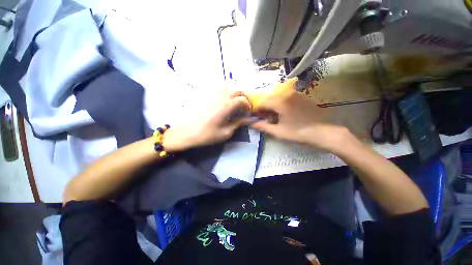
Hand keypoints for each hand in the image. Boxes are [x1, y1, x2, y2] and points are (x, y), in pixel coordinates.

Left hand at [163, 91, 250, 151]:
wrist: (187, 132)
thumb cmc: (207, 134)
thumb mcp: (226, 132)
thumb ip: (238, 123)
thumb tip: (248, 119)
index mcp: (227, 105)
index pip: (243, 100)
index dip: (248, 106)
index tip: (248, 113)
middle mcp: (221, 96)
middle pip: (237, 91)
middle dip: (243, 97)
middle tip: (244, 107)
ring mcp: (212, 94)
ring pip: (228, 88)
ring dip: (234, 95)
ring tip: (234, 104)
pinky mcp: (205, 95)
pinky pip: (218, 90)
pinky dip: (224, 93)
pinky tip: (222, 102)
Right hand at [248, 90, 350, 151]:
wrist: (324, 132)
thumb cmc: (298, 133)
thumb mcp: (278, 131)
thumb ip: (262, 126)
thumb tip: (250, 123)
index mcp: (280, 102)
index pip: (262, 103)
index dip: (256, 110)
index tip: (254, 117)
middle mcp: (287, 95)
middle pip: (269, 99)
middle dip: (264, 108)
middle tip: (263, 118)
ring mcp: (296, 95)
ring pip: (278, 98)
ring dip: (272, 106)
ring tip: (273, 117)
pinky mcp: (302, 98)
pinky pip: (287, 99)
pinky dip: (281, 105)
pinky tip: (283, 114)